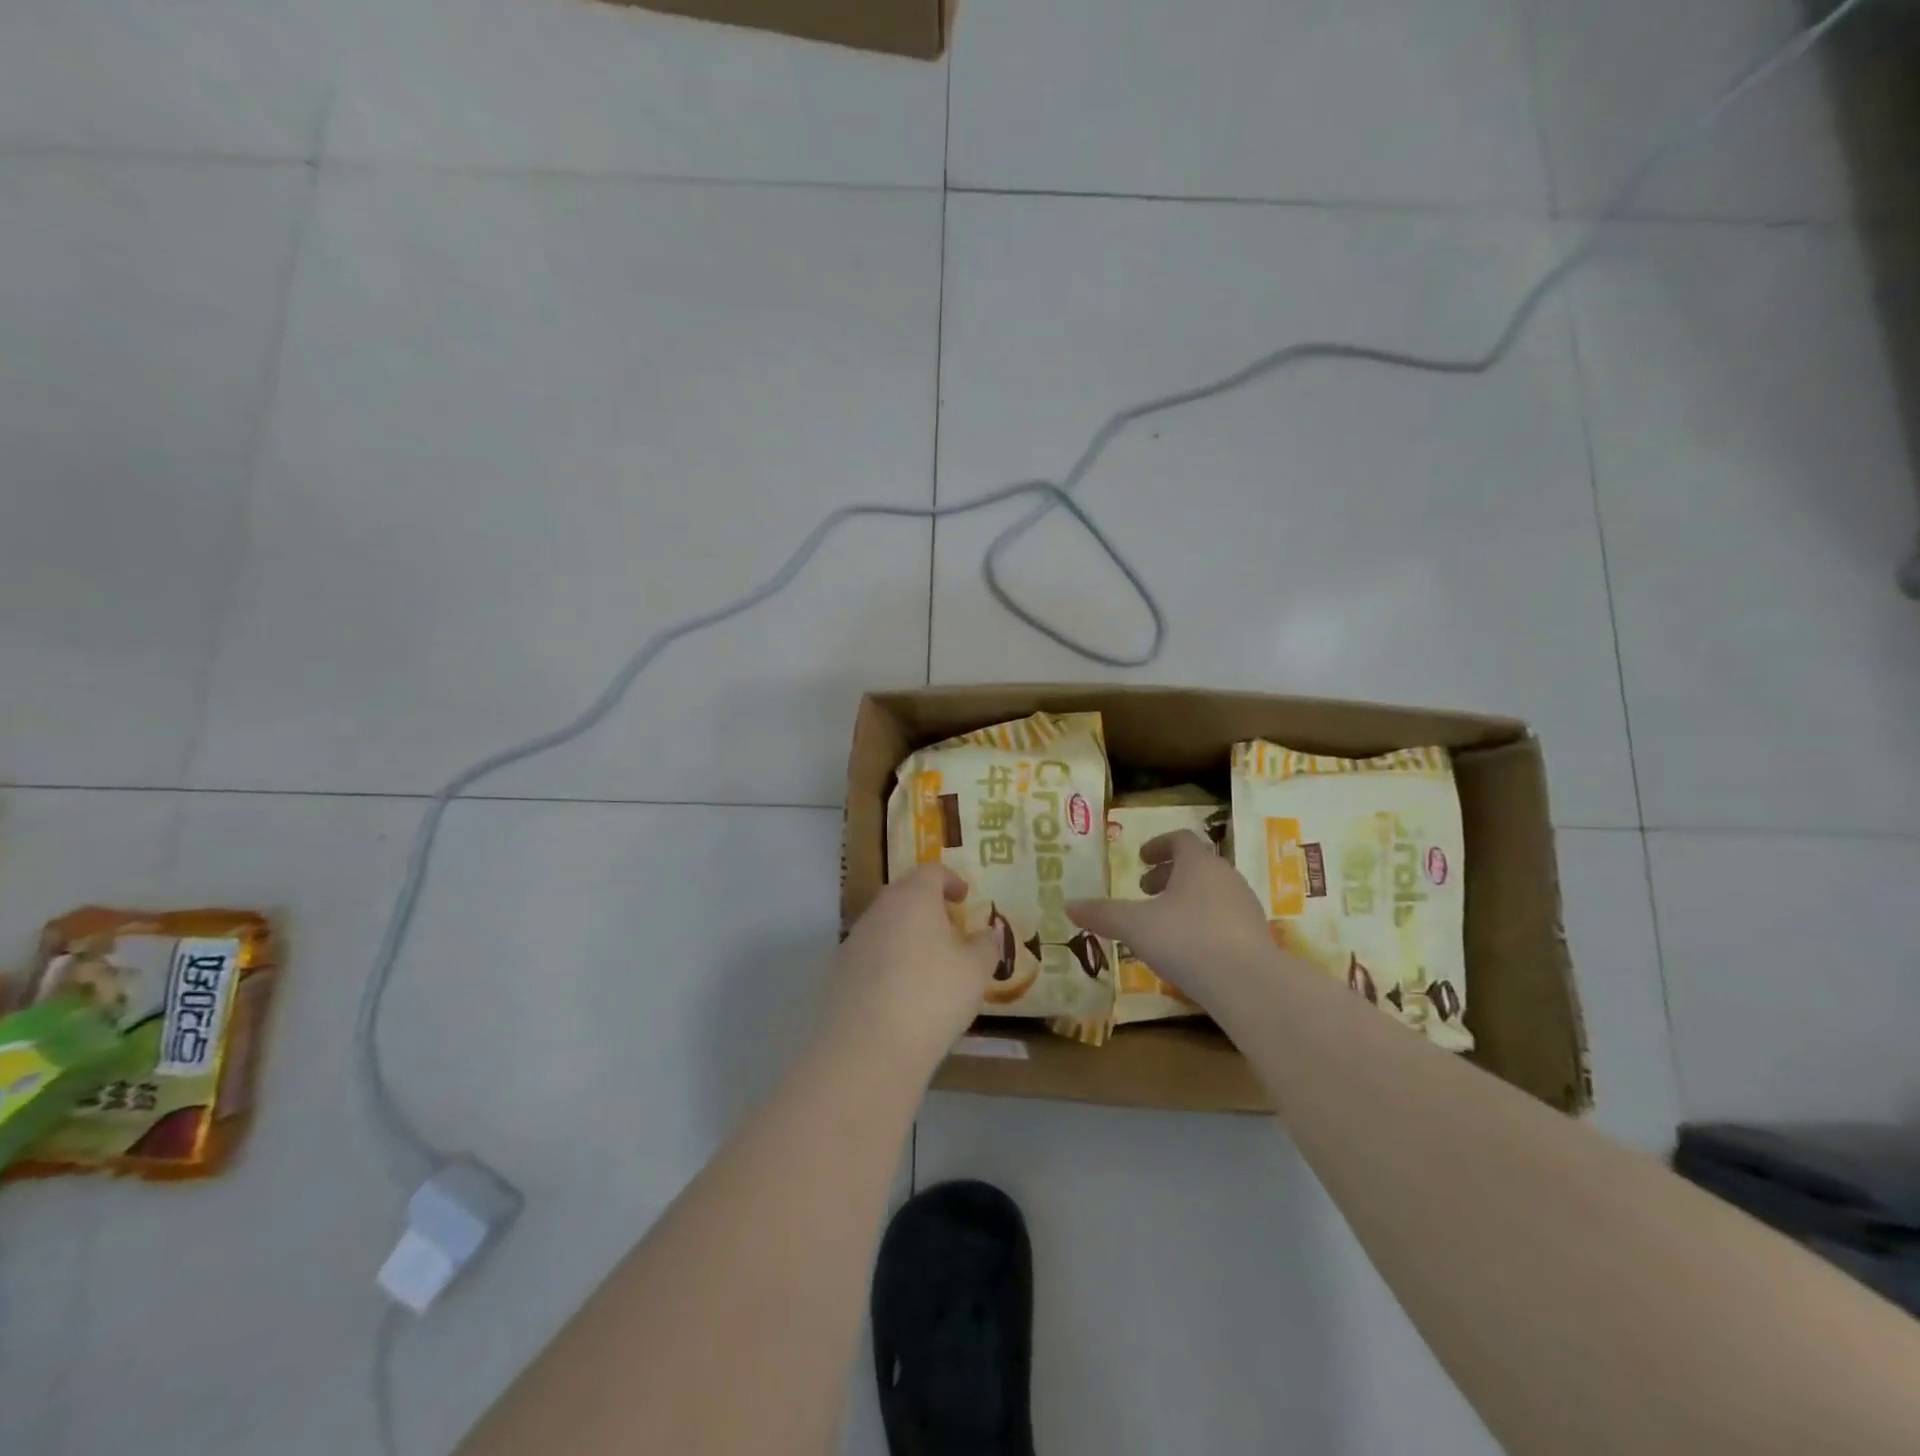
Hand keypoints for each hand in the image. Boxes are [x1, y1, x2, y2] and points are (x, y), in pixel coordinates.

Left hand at [828, 865, 998, 1076]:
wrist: (867, 1048)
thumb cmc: (932, 996)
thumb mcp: (975, 971)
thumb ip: (986, 946)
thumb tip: (990, 932)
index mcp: (913, 898)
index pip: (931, 872)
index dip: (950, 880)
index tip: (964, 897)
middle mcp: (880, 910)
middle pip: (903, 893)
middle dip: (926, 904)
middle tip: (948, 926)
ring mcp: (854, 940)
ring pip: (884, 924)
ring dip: (906, 933)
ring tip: (927, 961)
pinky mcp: (839, 972)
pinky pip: (870, 954)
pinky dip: (888, 960)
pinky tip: (902, 990)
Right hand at [1067, 830, 1278, 1012]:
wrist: (1248, 984)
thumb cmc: (1186, 940)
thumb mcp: (1134, 926)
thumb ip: (1102, 914)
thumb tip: (1068, 905)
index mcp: (1198, 863)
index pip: (1180, 840)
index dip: (1158, 845)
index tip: (1140, 859)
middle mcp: (1226, 876)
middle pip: (1197, 865)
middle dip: (1169, 874)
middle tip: (1145, 890)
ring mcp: (1246, 906)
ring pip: (1212, 891)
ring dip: (1186, 898)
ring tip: (1164, 921)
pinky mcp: (1257, 935)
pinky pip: (1225, 917)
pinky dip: (1204, 921)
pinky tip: (1190, 948)